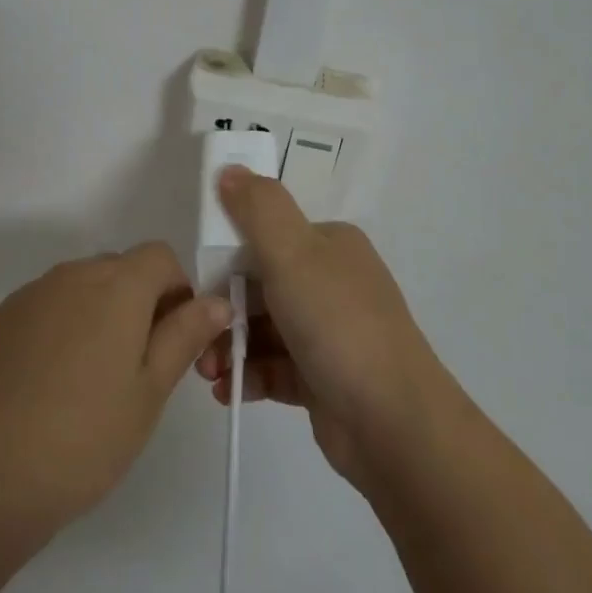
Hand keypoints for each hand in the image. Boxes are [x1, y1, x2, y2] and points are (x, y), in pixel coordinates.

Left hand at [0, 242, 230, 542]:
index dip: (178, 291)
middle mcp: (71, 275)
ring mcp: (29, 296)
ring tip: (94, 383)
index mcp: (116, 285)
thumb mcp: (149, 392)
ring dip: (101, 315)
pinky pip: (47, 307)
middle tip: (141, 369)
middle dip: (141, 303)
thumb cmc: (83, 438)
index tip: (176, 341)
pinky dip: (64, 328)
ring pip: (82, 288)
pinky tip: (52, 386)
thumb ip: (184, 335)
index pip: (161, 256)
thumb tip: (217, 301)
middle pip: (120, 269)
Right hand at [196, 167, 454, 492]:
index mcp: (329, 246)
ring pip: (264, 330)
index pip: (265, 238)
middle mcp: (331, 283)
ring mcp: (329, 332)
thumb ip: (258, 209)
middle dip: (224, 312)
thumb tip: (229, 168)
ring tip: (210, 375)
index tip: (199, 287)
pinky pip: (274, 368)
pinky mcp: (323, 378)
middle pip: (259, 286)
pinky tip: (229, 392)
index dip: (226, 259)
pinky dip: (249, 376)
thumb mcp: (293, 254)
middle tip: (197, 339)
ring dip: (230, 348)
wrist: (394, 423)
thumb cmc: (338, 325)